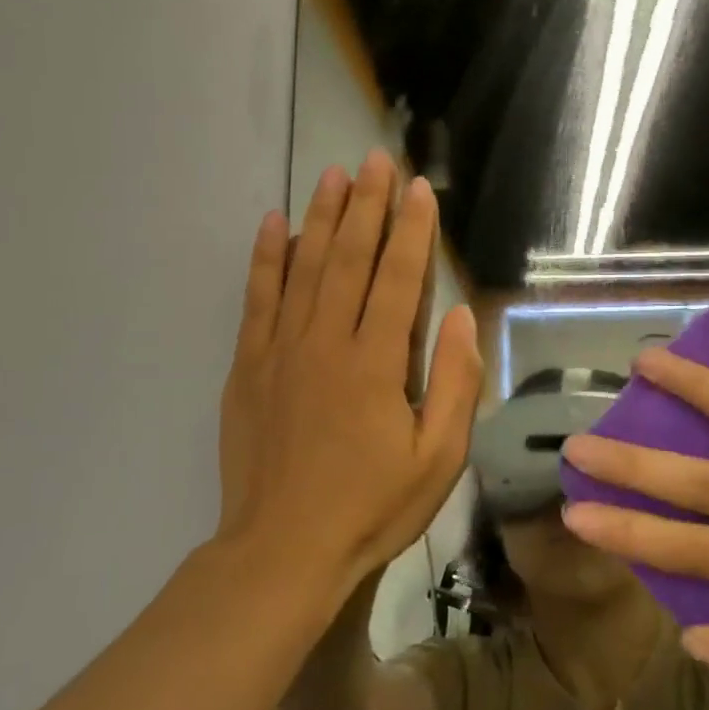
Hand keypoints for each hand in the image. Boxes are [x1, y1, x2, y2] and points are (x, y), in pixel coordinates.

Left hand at [217, 151, 482, 589]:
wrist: (283, 550)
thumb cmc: (371, 507)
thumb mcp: (437, 458)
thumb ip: (452, 383)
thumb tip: (459, 317)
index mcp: (376, 363)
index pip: (399, 278)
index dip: (412, 230)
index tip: (419, 188)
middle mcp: (327, 342)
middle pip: (350, 258)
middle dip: (366, 205)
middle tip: (375, 160)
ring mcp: (282, 349)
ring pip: (304, 267)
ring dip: (321, 216)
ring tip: (332, 174)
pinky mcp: (249, 365)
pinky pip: (258, 298)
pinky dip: (266, 257)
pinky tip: (274, 223)